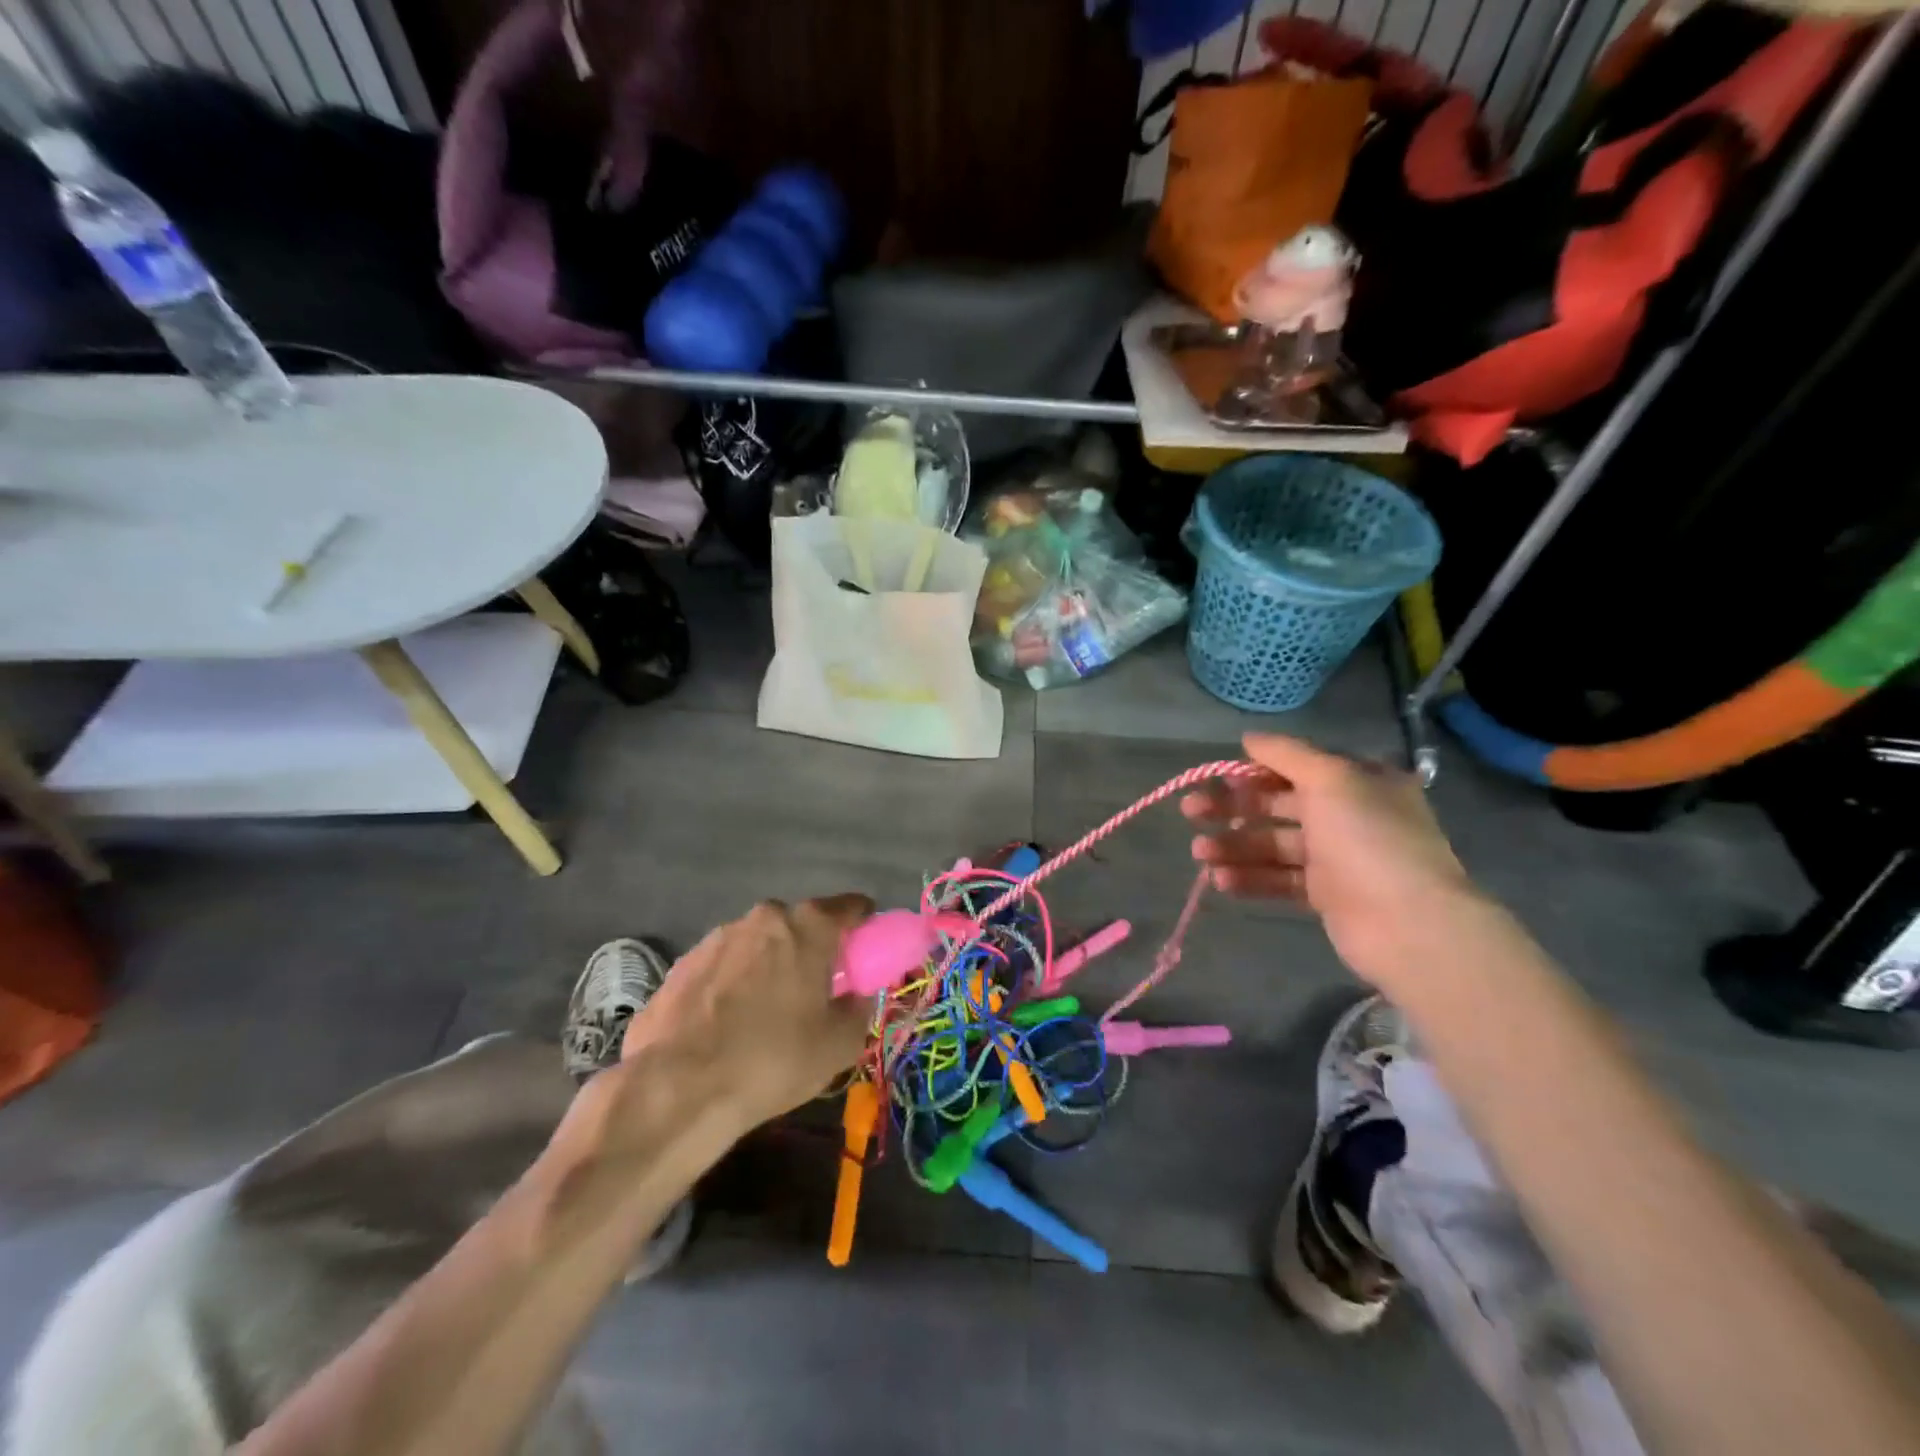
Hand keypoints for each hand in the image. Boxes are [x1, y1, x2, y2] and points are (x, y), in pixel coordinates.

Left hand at [627, 895, 876, 1132]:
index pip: (852, 907)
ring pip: (758, 945)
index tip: (864, 957)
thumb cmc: (773, 1059)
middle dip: (812, 951)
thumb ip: (859, 1008)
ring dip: (769, 967)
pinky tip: (726, 1028)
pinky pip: (723, 967)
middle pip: (801, 925)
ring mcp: (717, 937)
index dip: (864, 928)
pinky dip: (732, 986)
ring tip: (764, 1017)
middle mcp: (763, 917)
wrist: (677, 1089)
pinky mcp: (681, 964)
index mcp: (807, 925)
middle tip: (815, 994)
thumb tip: (856, 995)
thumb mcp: (839, 1044)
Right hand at [1183, 734, 1477, 983]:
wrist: (1409, 924)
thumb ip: (1286, 754)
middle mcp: (1349, 816)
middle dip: (1233, 808)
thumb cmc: (1369, 838)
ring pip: (1273, 845)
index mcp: (1359, 782)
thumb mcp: (1331, 779)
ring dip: (1234, 846)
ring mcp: (1338, 859)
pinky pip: (1280, 880)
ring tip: (1199, 853)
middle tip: (1190, 811)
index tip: (1218, 778)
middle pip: (1278, 805)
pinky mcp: (1326, 897)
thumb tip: (1249, 737)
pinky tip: (1221, 879)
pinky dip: (1251, 878)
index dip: (1255, 771)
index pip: (1298, 768)